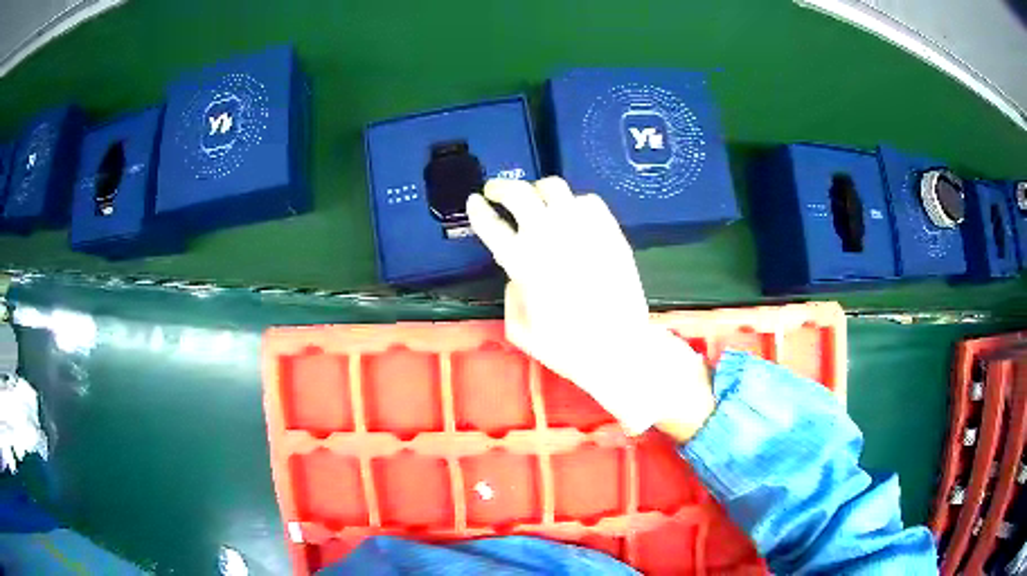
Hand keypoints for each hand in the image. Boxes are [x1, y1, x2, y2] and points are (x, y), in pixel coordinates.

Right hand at [467, 177, 713, 439]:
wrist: (618, 348)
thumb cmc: (566, 347)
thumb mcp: (520, 330)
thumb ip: (511, 296)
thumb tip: (517, 276)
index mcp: (521, 261)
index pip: (490, 224)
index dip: (478, 209)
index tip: (474, 201)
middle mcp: (548, 235)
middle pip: (518, 193)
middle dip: (501, 187)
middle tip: (496, 192)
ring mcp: (581, 228)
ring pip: (553, 187)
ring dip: (537, 191)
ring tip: (536, 200)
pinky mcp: (609, 229)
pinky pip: (587, 200)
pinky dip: (574, 203)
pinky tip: (573, 215)